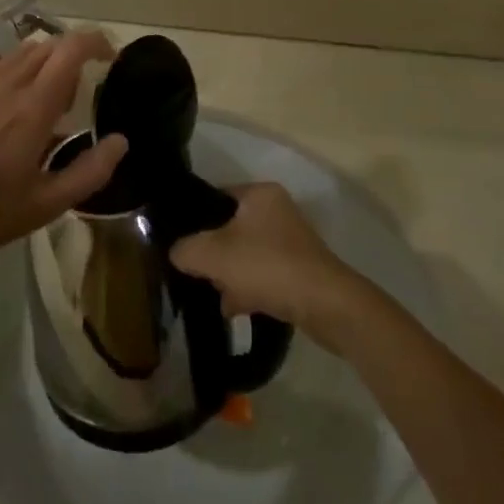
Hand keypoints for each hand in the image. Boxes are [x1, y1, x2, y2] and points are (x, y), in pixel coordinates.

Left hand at [0, 32, 127, 270]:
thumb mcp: (45, 205)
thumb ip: (89, 172)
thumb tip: (121, 141)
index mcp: (35, 107)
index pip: (71, 50)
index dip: (96, 42)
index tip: (110, 57)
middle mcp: (9, 84)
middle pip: (49, 46)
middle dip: (72, 57)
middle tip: (76, 95)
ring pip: (20, 51)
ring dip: (43, 61)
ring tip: (44, 97)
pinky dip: (10, 65)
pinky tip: (7, 92)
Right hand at [169, 183, 368, 345]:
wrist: (326, 305)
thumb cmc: (267, 266)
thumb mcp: (213, 255)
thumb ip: (185, 249)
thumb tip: (176, 253)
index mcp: (259, 194)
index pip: (215, 197)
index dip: (193, 218)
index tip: (179, 242)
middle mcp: (277, 210)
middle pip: (230, 228)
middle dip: (212, 253)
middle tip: (196, 272)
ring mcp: (291, 241)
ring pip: (246, 253)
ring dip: (229, 274)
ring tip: (215, 296)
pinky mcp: (299, 270)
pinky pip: (263, 274)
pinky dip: (248, 288)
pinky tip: (233, 309)